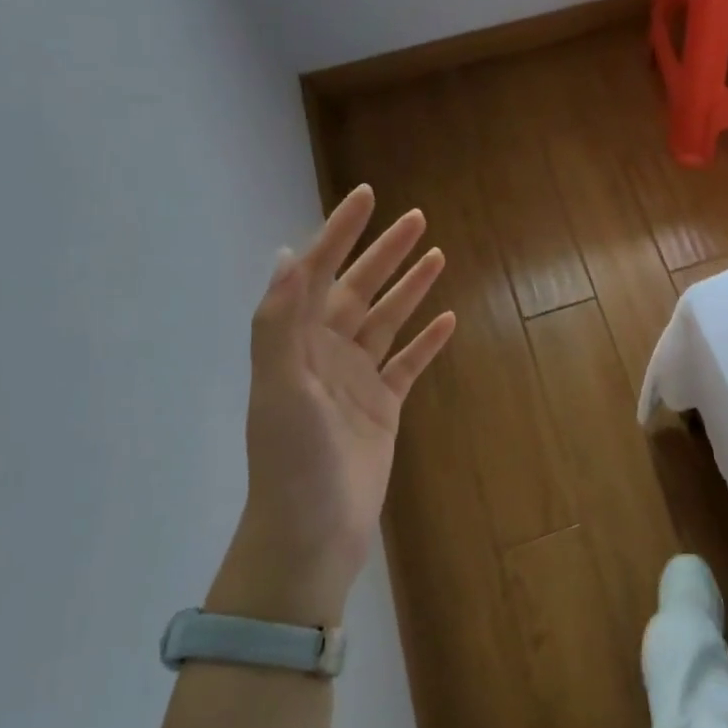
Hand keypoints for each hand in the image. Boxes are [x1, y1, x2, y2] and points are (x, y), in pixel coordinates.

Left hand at [217, 184, 455, 624]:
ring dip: (410, 289)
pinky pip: (409, 364)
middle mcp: (325, 353)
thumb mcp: (281, 387)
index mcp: (297, 343)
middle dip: (385, 253)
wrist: (313, 530)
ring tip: (438, 256)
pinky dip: (427, 341)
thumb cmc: (293, 459)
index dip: (340, 233)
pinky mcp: (383, 406)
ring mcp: (356, 380)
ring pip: (387, 321)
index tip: (367, 197)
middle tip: (417, 219)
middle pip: (359, 290)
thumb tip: (287, 254)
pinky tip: (448, 320)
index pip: (318, 274)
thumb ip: (280, 322)